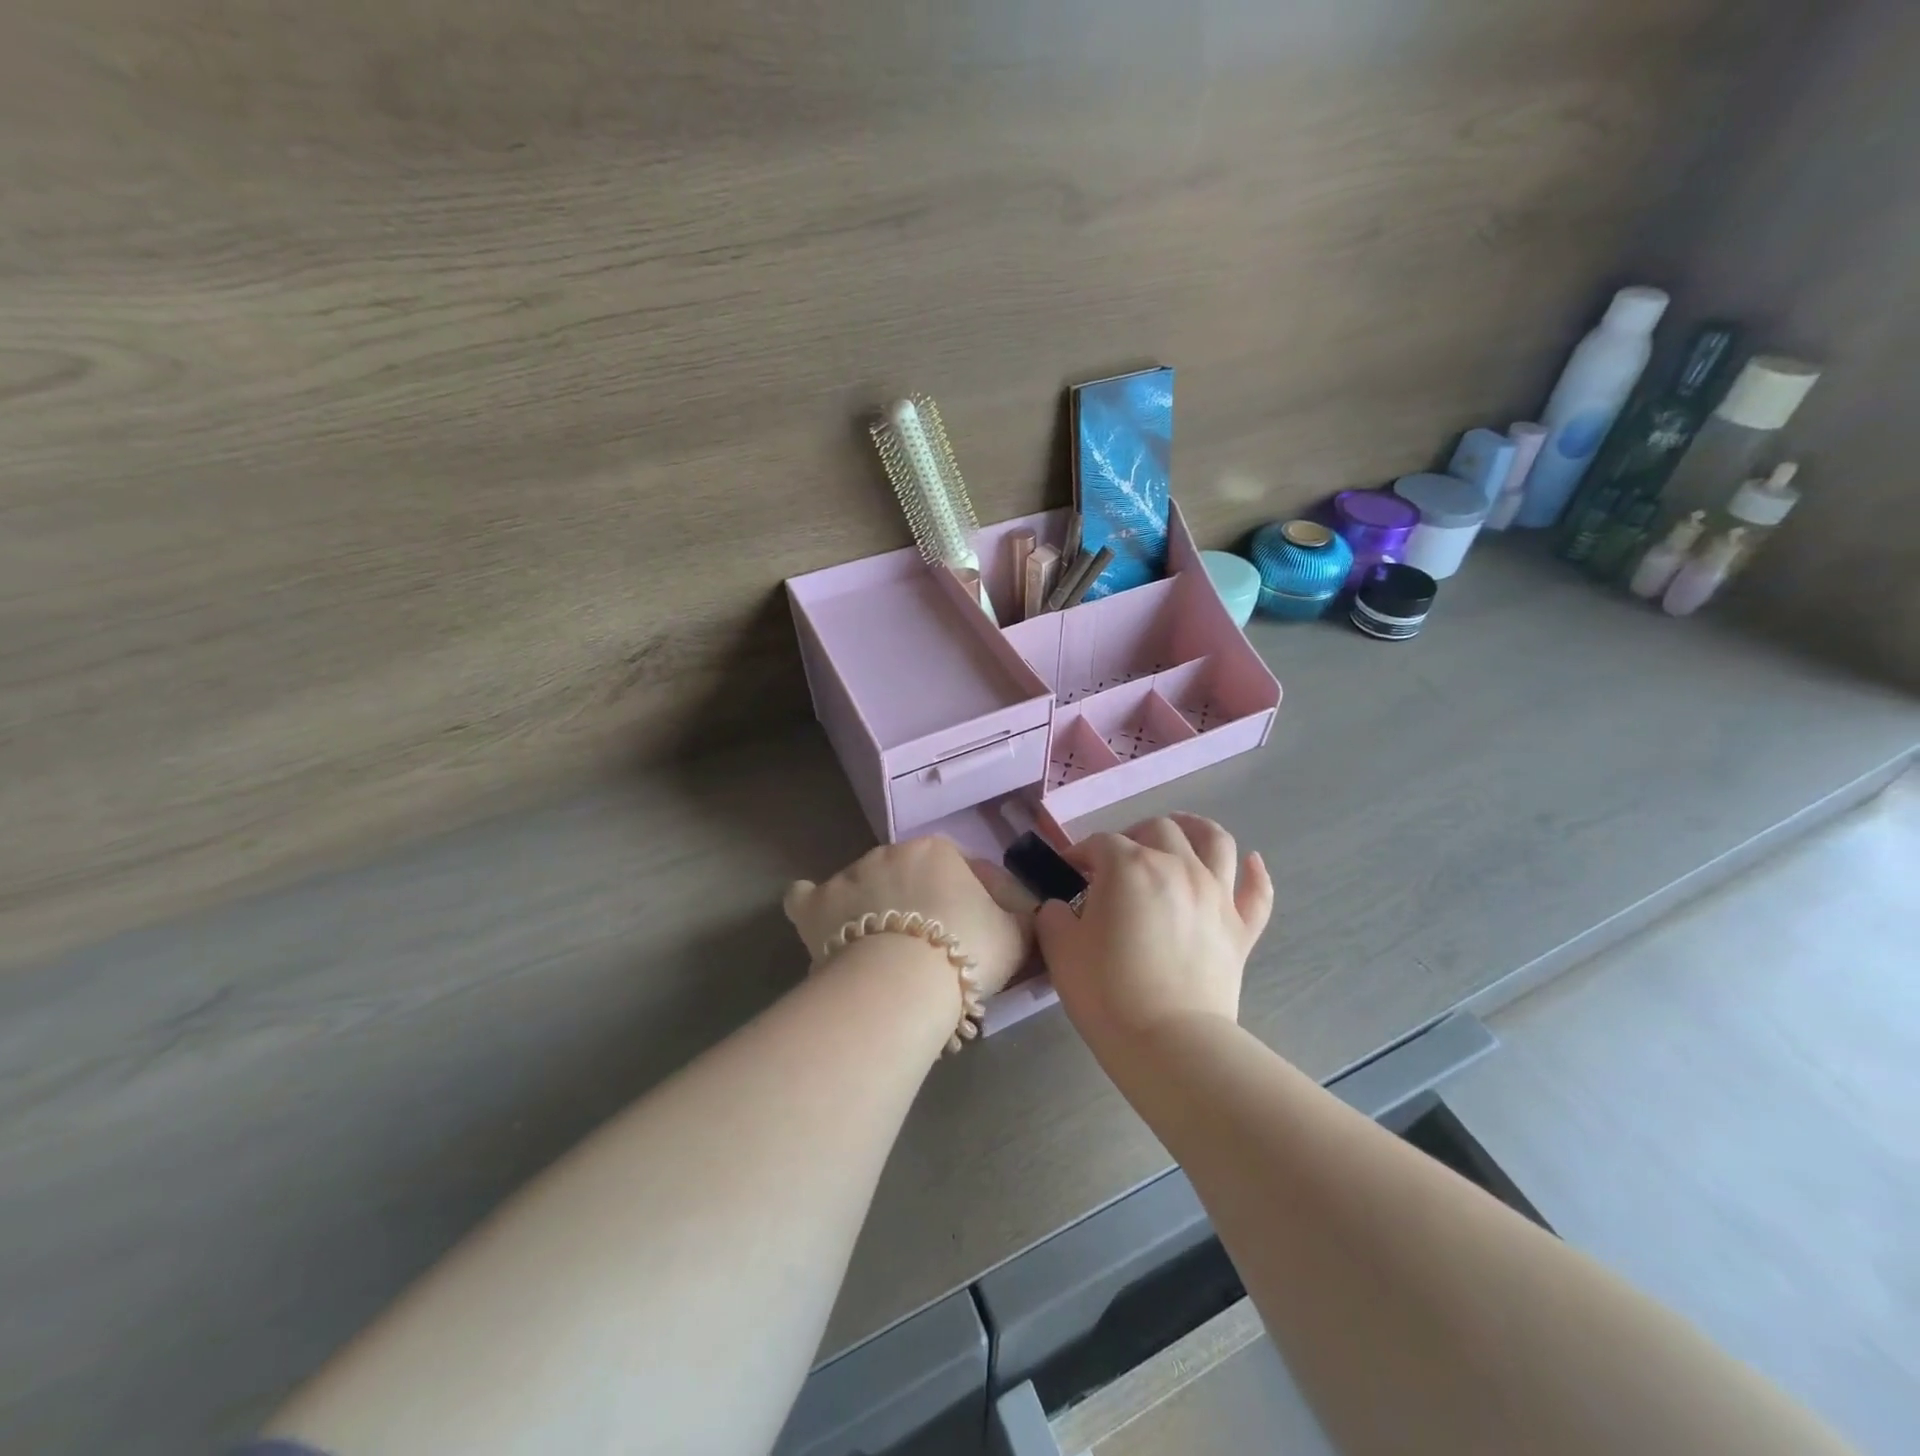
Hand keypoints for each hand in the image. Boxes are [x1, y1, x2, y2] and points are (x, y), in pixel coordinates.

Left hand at [783, 836, 1034, 996]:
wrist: (902, 983)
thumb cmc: (965, 950)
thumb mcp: (1013, 936)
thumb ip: (1021, 919)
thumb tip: (1027, 915)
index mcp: (937, 851)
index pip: (957, 868)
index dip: (967, 900)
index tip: (970, 933)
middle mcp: (889, 852)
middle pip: (906, 876)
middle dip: (916, 902)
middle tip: (925, 945)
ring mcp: (848, 874)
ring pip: (861, 885)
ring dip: (871, 907)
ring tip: (879, 949)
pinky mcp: (815, 905)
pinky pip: (807, 898)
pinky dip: (814, 909)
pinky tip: (822, 925)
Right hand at [1036, 814, 1271, 1049]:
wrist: (1168, 1042)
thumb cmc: (1106, 992)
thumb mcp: (1060, 948)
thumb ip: (1055, 915)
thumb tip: (1062, 907)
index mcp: (1129, 866)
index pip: (1100, 843)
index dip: (1080, 853)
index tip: (1068, 873)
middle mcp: (1177, 866)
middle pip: (1157, 829)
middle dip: (1132, 836)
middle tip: (1117, 862)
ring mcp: (1216, 894)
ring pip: (1215, 840)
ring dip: (1195, 829)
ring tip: (1181, 832)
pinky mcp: (1241, 928)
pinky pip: (1256, 890)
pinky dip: (1255, 873)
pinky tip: (1250, 862)